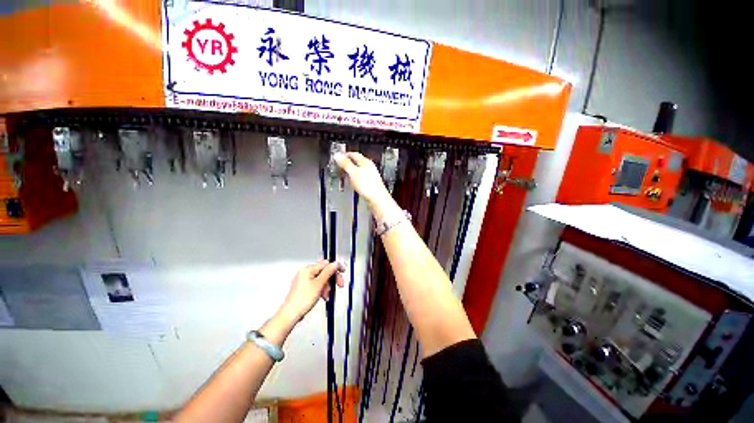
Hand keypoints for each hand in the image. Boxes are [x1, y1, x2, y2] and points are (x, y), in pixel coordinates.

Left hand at [279, 260, 344, 321]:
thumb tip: (335, 263)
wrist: (291, 315)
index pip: (326, 264)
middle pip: (324, 272)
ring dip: (327, 286)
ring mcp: (304, 281)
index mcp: (308, 269)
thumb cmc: (302, 299)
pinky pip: (317, 286)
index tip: (343, 271)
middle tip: (339, 284)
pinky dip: (322, 290)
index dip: (335, 268)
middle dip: (332, 279)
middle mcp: (305, 273)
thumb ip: (329, 272)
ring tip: (328, 294)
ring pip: (321, 280)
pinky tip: (324, 297)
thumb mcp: (319, 284)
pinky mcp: (304, 289)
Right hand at [334, 152, 391, 205]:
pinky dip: (354, 180)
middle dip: (347, 164)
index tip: (338, 157)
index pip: (354, 154)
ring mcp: (371, 176)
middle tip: (339, 167)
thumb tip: (338, 156)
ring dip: (350, 173)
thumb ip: (345, 163)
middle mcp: (369, 168)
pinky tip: (352, 184)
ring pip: (358, 171)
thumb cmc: (368, 186)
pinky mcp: (370, 184)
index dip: (345, 155)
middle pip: (356, 163)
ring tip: (344, 175)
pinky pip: (360, 179)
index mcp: (366, 162)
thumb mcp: (353, 172)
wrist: (377, 199)